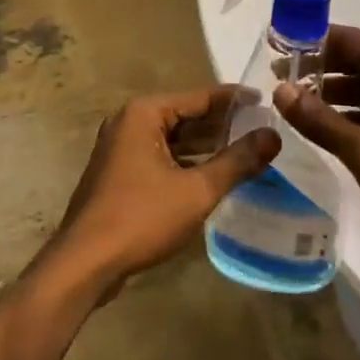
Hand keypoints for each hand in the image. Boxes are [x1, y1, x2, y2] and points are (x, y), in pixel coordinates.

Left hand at [51, 87, 277, 296]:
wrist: (85, 262)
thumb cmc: (141, 217)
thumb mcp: (196, 190)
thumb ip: (236, 162)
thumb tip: (273, 135)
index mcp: (144, 113)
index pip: (199, 97)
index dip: (235, 100)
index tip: (267, 100)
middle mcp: (129, 121)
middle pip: (185, 116)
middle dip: (222, 124)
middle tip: (263, 129)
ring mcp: (121, 148)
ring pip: (173, 139)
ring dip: (206, 146)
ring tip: (248, 151)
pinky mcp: (120, 172)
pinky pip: (161, 157)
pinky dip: (187, 162)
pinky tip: (214, 175)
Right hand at [275, 25, 359, 289]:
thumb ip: (321, 121)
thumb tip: (279, 89)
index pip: (353, 41)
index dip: (314, 41)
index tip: (278, 46)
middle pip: (359, 61)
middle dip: (319, 66)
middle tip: (278, 76)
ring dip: (331, 92)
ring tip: (293, 102)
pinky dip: (348, 114)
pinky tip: (322, 128)